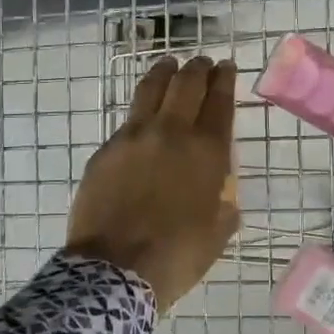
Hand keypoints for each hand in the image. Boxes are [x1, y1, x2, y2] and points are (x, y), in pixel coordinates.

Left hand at [68, 55, 239, 308]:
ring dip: (165, 72)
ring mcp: (134, 137)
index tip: (227, 67)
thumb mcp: (218, 233)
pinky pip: (128, 119)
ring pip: (151, 89)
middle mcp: (172, 133)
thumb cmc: (177, 255)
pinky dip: (141, 108)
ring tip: (169, 65)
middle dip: (198, 68)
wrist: (115, 270)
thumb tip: (222, 197)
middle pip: (187, 84)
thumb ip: (225, 205)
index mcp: (207, 151)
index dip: (225, 79)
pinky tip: (143, 113)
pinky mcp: (106, 149)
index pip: (219, 100)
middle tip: (202, 63)